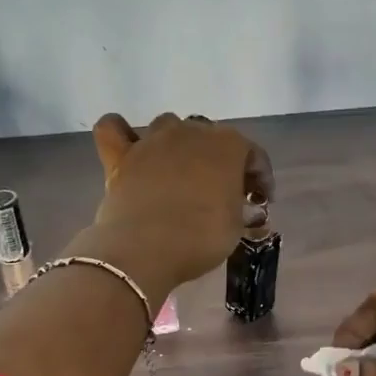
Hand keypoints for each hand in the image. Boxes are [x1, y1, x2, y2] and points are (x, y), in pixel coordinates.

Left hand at [87, 113, 274, 288]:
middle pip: (210, 137)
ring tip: (179, 172)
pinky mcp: (120, 155)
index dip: (260, 178)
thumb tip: (238, 207)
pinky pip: (113, 129)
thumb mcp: (235, 227)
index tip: (261, 201)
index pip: (253, 154)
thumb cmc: (201, 237)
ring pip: (168, 126)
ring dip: (177, 144)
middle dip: (219, 160)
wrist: (146, 249)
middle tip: (222, 192)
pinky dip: (121, 133)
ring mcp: (152, 140)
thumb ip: (239, 208)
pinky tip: (129, 148)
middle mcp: (191, 131)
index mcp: (228, 145)